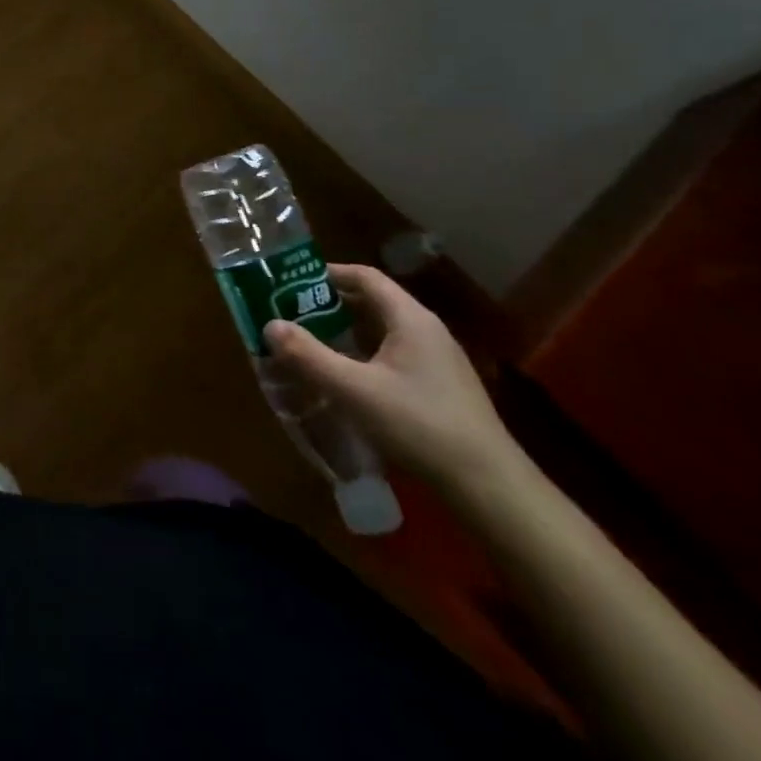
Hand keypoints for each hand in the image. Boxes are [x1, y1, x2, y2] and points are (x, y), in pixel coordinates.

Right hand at [262, 264, 522, 499]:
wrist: (490, 487)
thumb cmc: (420, 425)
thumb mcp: (354, 390)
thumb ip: (308, 356)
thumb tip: (269, 325)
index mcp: (409, 318)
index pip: (365, 276)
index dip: (327, 273)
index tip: (291, 282)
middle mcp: (426, 330)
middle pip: (372, 301)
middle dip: (329, 304)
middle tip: (291, 313)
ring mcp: (437, 360)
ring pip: (382, 330)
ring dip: (345, 331)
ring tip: (309, 343)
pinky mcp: (440, 387)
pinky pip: (393, 354)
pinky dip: (363, 354)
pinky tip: (345, 378)